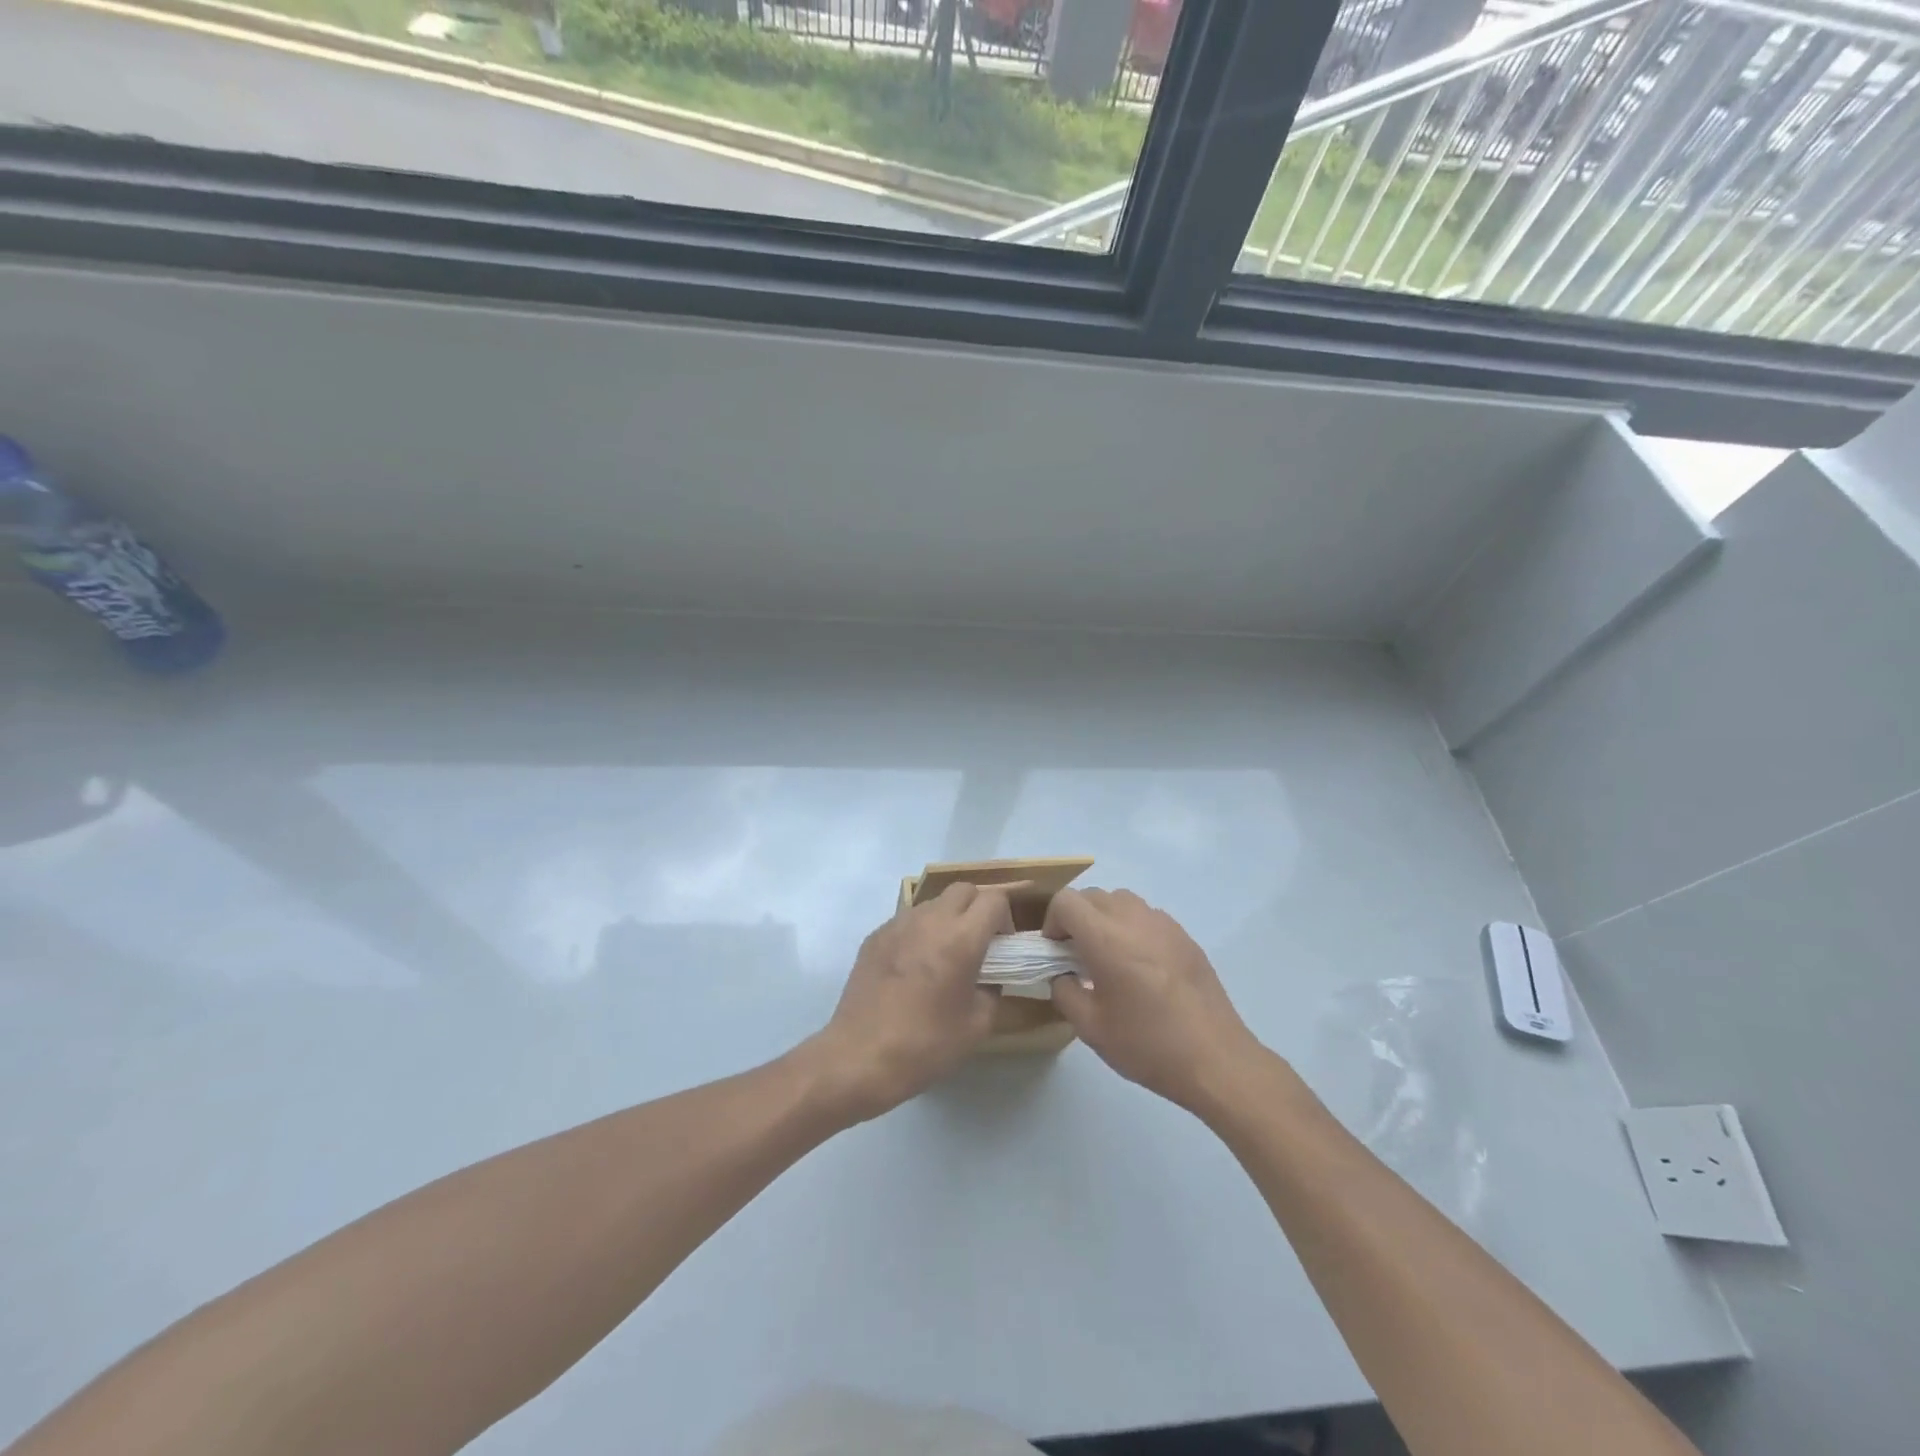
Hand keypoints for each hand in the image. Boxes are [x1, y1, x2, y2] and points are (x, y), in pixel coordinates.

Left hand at [807, 883, 1011, 1122]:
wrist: (860, 1057)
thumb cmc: (925, 1044)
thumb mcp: (976, 1026)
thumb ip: (992, 991)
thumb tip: (988, 978)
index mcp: (961, 938)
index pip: (994, 900)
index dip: (1005, 919)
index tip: (1002, 945)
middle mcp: (930, 920)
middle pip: (963, 889)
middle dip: (977, 908)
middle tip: (978, 942)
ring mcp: (898, 924)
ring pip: (933, 902)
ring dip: (947, 918)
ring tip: (943, 955)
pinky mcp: (875, 936)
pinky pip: (907, 921)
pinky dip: (919, 932)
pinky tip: (913, 967)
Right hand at [1046, 888, 1265, 1112]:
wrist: (1216, 1060)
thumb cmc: (1148, 1044)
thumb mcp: (1090, 1027)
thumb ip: (1064, 992)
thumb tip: (1061, 974)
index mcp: (1106, 938)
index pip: (1066, 901)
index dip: (1052, 921)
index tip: (1055, 952)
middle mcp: (1134, 919)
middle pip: (1093, 896)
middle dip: (1077, 918)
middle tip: (1077, 955)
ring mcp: (1164, 924)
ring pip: (1122, 901)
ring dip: (1105, 919)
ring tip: (1109, 957)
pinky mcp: (1185, 937)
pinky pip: (1148, 917)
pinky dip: (1133, 929)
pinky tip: (1141, 967)